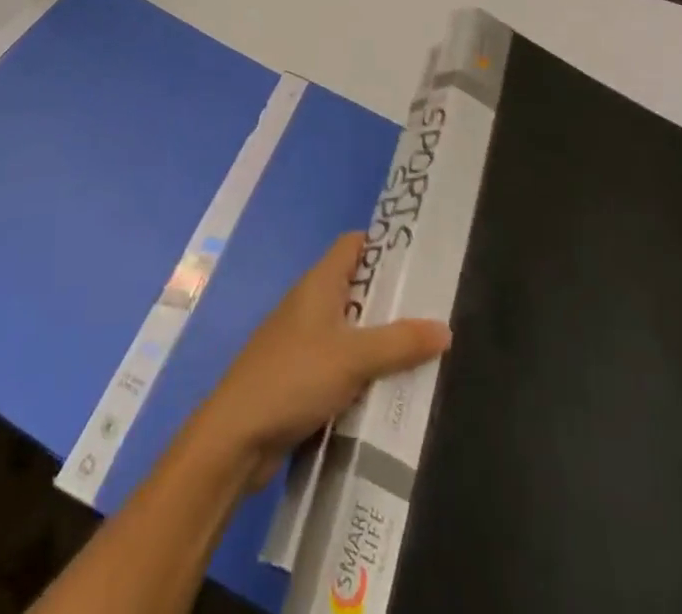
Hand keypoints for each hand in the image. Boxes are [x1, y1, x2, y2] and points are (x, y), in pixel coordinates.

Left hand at [191, 232, 451, 486]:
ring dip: (378, 340)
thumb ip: (400, 343)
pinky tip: (387, 390)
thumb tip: (445, 328)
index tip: (420, 259)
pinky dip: (362, 371)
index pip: (353, 245)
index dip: (384, 245)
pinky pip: (339, 363)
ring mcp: (302, 341)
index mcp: (318, 284)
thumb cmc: (294, 377)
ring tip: (421, 352)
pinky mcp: (298, 376)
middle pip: (356, 287)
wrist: (236, 436)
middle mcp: (309, 304)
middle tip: (433, 311)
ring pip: (349, 329)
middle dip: (391, 299)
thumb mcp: (354, 358)